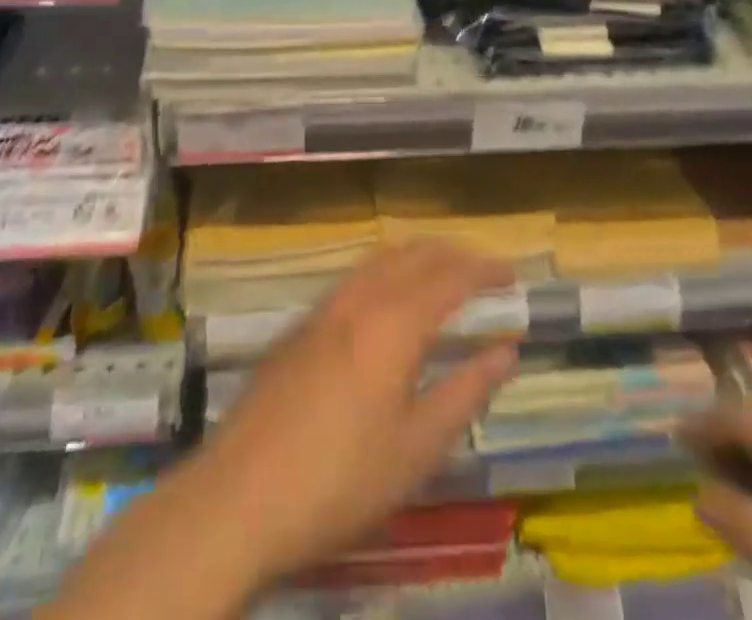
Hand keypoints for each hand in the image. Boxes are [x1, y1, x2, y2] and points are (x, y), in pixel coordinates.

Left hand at [184, 240, 519, 589]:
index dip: (484, 270)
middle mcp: (359, 298)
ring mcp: (324, 307)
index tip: (512, 273)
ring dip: (417, 256)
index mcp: (393, 323)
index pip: (450, 277)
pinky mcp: (301, 325)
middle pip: (413, 254)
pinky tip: (388, 299)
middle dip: (452, 253)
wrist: (239, 497)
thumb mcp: (417, 448)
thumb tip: (507, 350)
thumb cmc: (340, 480)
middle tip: (483, 268)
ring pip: (380, 259)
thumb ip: (466, 391)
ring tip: (442, 274)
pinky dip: (386, 270)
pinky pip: (356, 276)